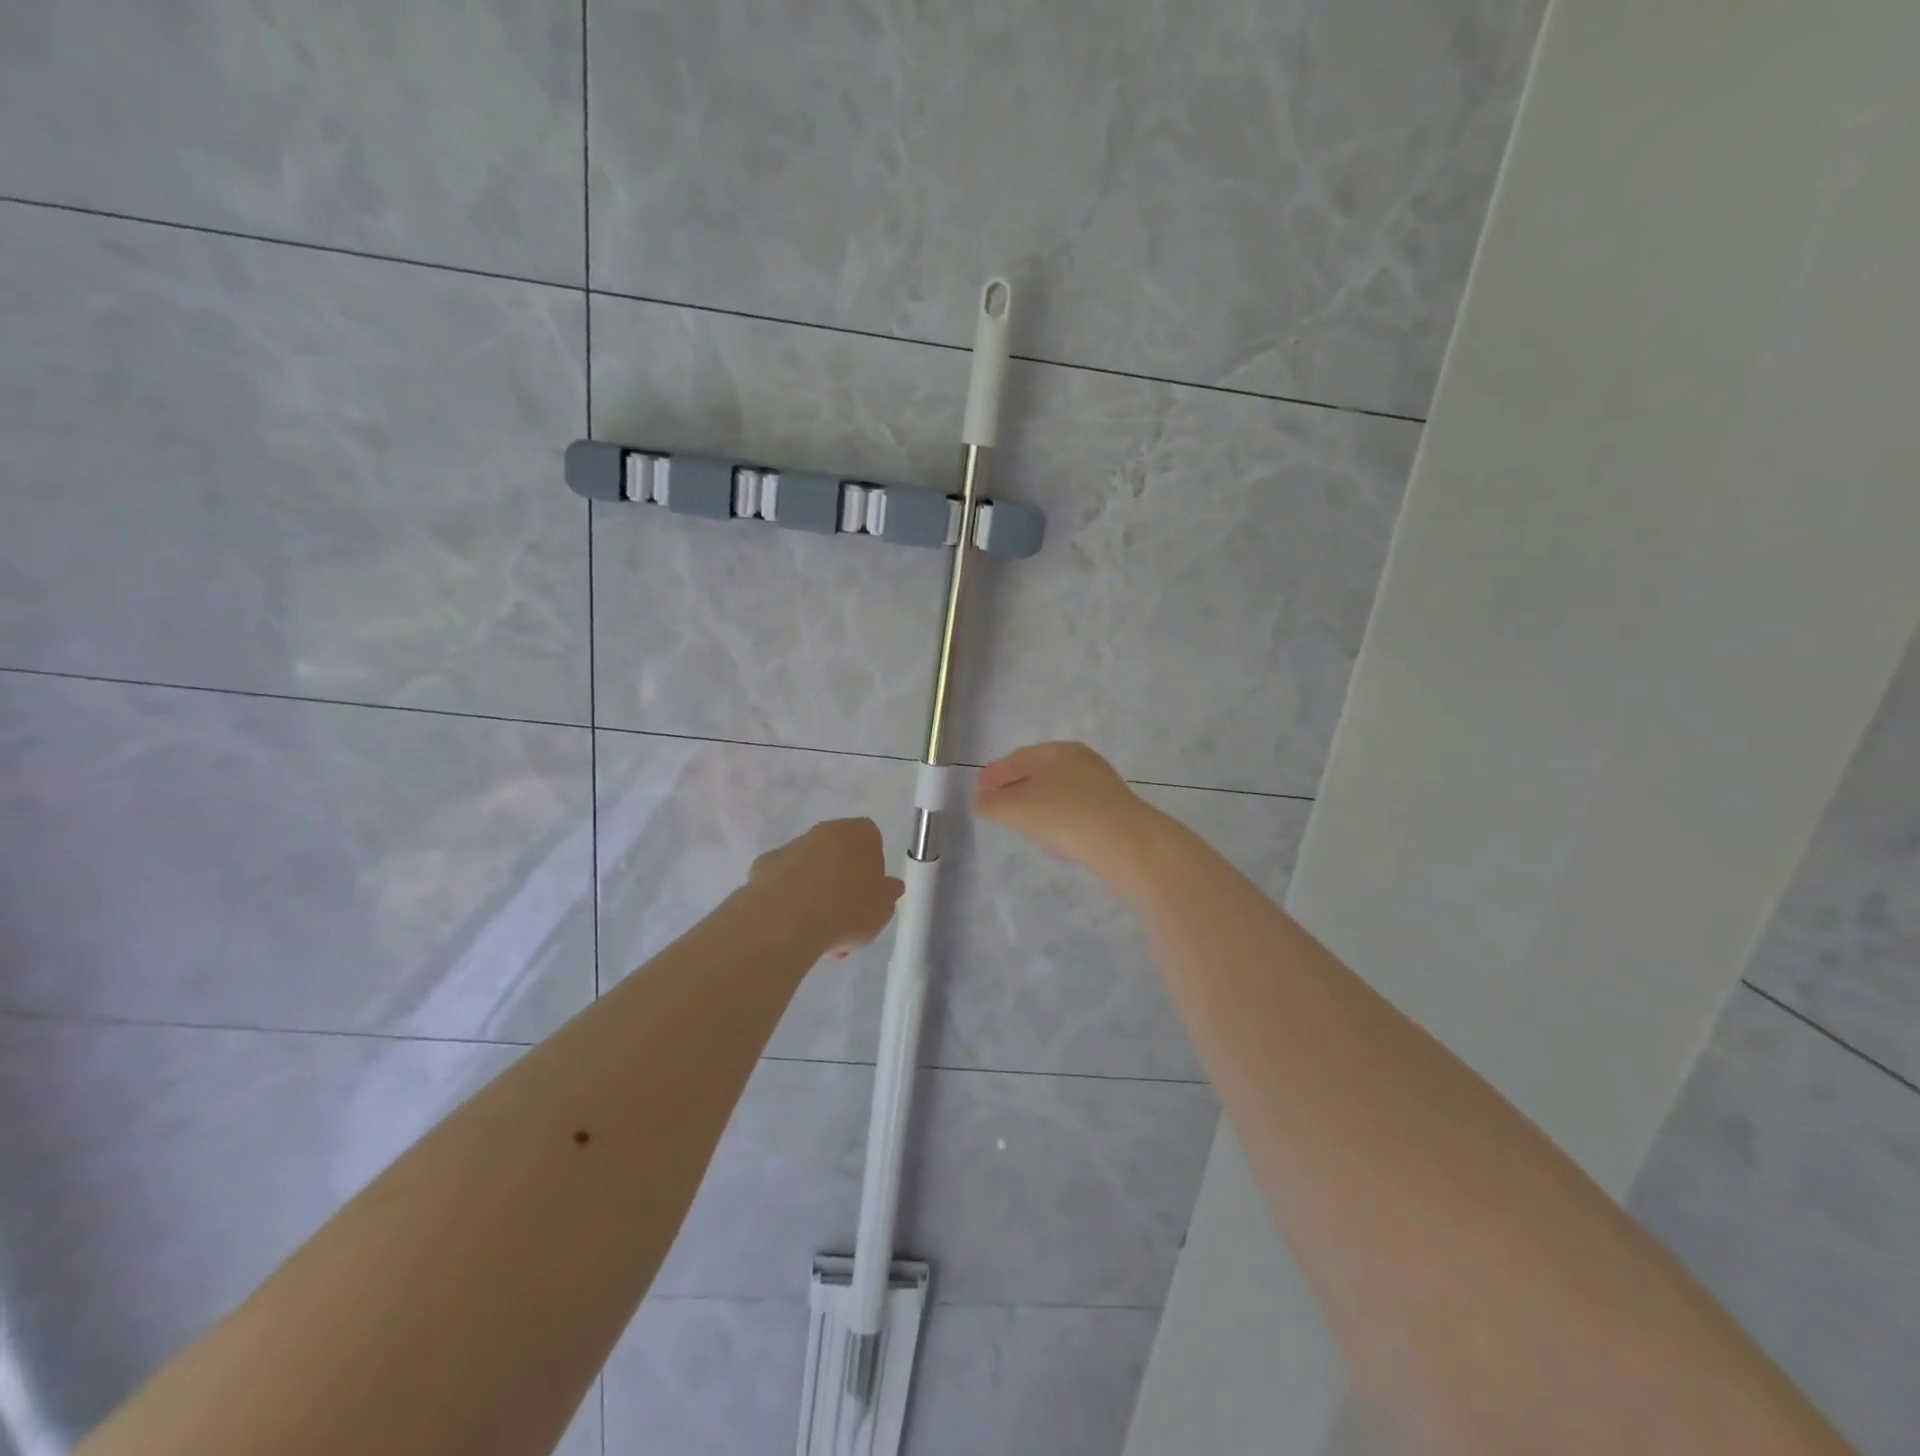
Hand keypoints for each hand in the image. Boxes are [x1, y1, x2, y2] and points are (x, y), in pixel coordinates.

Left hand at [749, 818, 903, 956]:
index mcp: (859, 833)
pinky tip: (791, 925)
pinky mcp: (763, 866)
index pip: (871, 839)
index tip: (870, 894)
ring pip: (810, 868)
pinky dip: (788, 897)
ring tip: (817, 933)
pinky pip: (783, 881)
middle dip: (842, 882)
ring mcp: (791, 847)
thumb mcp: (883, 909)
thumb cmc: (847, 909)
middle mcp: (824, 831)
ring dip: (815, 892)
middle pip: (838, 853)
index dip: (873, 867)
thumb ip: (887, 894)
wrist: (786, 919)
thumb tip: (889, 886)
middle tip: (845, 917)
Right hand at [971, 742, 1158, 877]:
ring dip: (1037, 799)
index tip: (978, 789)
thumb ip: (992, 803)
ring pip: (1059, 787)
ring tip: (1022, 818)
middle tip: (997, 801)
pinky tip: (1054, 829)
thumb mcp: (1017, 810)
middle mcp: (1080, 759)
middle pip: (1039, 770)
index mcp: (1055, 751)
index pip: (1017, 758)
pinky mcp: (1113, 807)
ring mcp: (1100, 783)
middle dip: (1015, 784)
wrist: (1126, 843)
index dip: (994, 774)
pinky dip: (1058, 812)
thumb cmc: (1064, 817)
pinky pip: (1075, 805)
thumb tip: (981, 798)